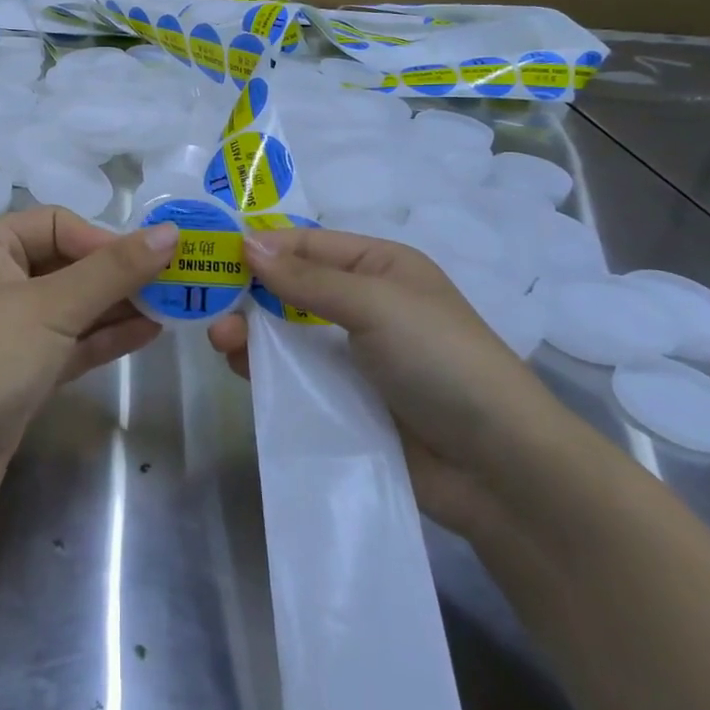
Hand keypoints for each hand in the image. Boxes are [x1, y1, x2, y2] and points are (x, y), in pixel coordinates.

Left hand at [0, 206, 178, 511]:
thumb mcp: (53, 304)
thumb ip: (114, 269)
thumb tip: (171, 232)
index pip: (57, 224)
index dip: (103, 239)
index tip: (148, 261)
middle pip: (67, 264)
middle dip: (118, 274)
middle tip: (173, 283)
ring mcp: (8, 330)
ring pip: (73, 307)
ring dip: (118, 306)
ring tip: (172, 307)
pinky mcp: (21, 372)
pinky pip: (71, 343)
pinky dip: (105, 337)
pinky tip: (148, 332)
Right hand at [208, 227, 574, 535]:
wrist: (499, 467)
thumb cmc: (441, 360)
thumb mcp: (375, 304)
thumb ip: (307, 279)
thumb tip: (246, 243)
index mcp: (380, 267)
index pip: (309, 244)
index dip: (263, 247)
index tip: (213, 254)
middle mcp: (365, 305)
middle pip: (293, 289)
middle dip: (251, 293)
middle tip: (210, 305)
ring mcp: (355, 357)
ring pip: (288, 334)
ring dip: (252, 333)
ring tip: (221, 342)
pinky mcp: (346, 402)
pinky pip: (296, 377)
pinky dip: (266, 370)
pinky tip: (240, 370)